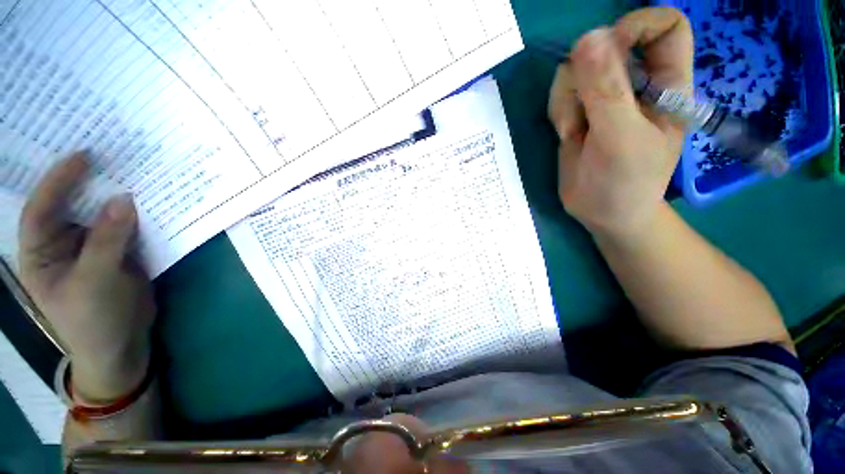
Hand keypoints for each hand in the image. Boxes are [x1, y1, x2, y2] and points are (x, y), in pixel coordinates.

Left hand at [18, 153, 155, 402]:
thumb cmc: (93, 320)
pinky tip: (149, 200)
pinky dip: (138, 213)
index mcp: (41, 252)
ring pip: (102, 213)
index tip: (83, 156)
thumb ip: (106, 241)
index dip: (58, 181)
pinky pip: (126, 225)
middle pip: (71, 204)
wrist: (122, 343)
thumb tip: (125, 199)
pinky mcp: (119, 250)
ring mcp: (93, 246)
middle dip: (87, 180)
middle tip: (108, 153)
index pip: (41, 210)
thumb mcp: (95, 282)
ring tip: (132, 171)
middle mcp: (63, 243)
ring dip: (116, 194)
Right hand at [548, 7, 692, 239]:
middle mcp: (636, 82)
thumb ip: (606, 91)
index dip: (636, 26)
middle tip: (584, 111)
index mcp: (666, 84)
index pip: (665, 27)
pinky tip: (567, 135)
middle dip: (585, 76)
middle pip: (607, 45)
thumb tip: (587, 38)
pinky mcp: (579, 112)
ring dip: (567, 100)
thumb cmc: (624, 182)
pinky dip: (559, 112)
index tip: (607, 51)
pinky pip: (561, 93)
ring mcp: (604, 97)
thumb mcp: (620, 138)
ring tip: (575, 132)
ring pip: (576, 69)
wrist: (600, 212)